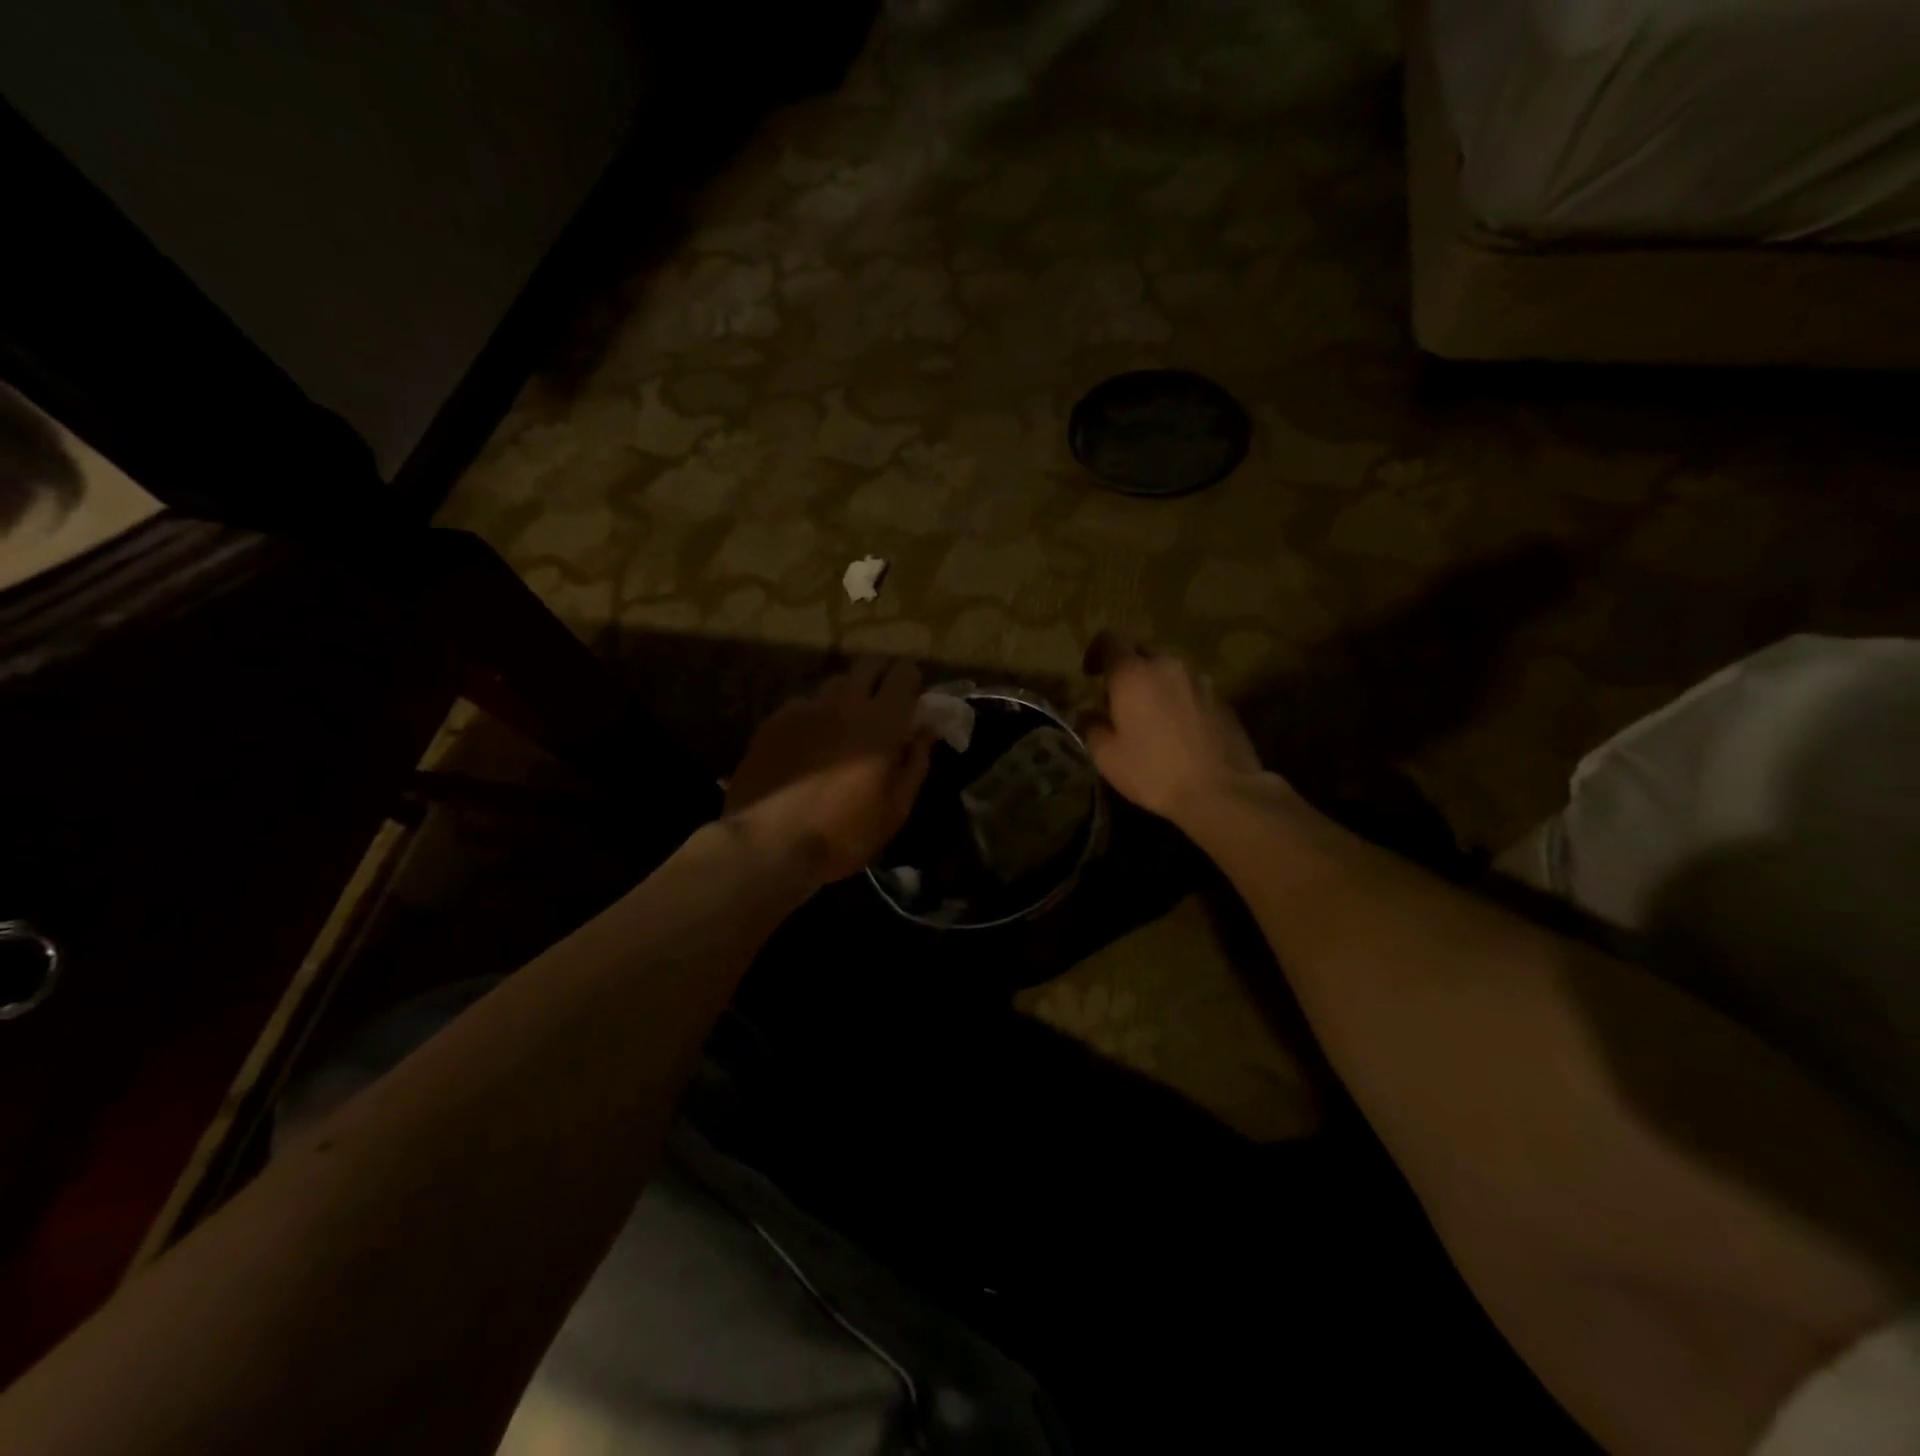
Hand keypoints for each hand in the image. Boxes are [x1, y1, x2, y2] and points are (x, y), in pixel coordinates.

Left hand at [725, 658, 934, 883]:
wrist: (768, 845)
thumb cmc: (843, 834)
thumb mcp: (895, 809)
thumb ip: (916, 764)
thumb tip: (926, 732)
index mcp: (881, 723)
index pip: (904, 672)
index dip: (911, 682)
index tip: (912, 704)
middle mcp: (844, 703)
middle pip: (868, 664)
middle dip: (881, 677)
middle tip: (883, 707)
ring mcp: (804, 709)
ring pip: (834, 683)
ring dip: (847, 696)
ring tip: (844, 727)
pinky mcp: (773, 721)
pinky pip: (803, 704)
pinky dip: (814, 716)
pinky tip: (808, 745)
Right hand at [1080, 632, 1269, 823]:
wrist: (1221, 791)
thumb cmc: (1154, 772)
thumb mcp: (1108, 757)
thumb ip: (1092, 727)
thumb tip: (1088, 714)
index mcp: (1133, 674)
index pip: (1109, 640)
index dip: (1095, 653)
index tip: (1090, 676)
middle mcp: (1168, 666)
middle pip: (1142, 652)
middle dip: (1127, 671)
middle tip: (1119, 702)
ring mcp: (1200, 681)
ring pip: (1169, 671)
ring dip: (1155, 685)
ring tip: (1151, 718)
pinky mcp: (1222, 700)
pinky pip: (1191, 689)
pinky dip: (1179, 700)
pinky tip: (1178, 732)